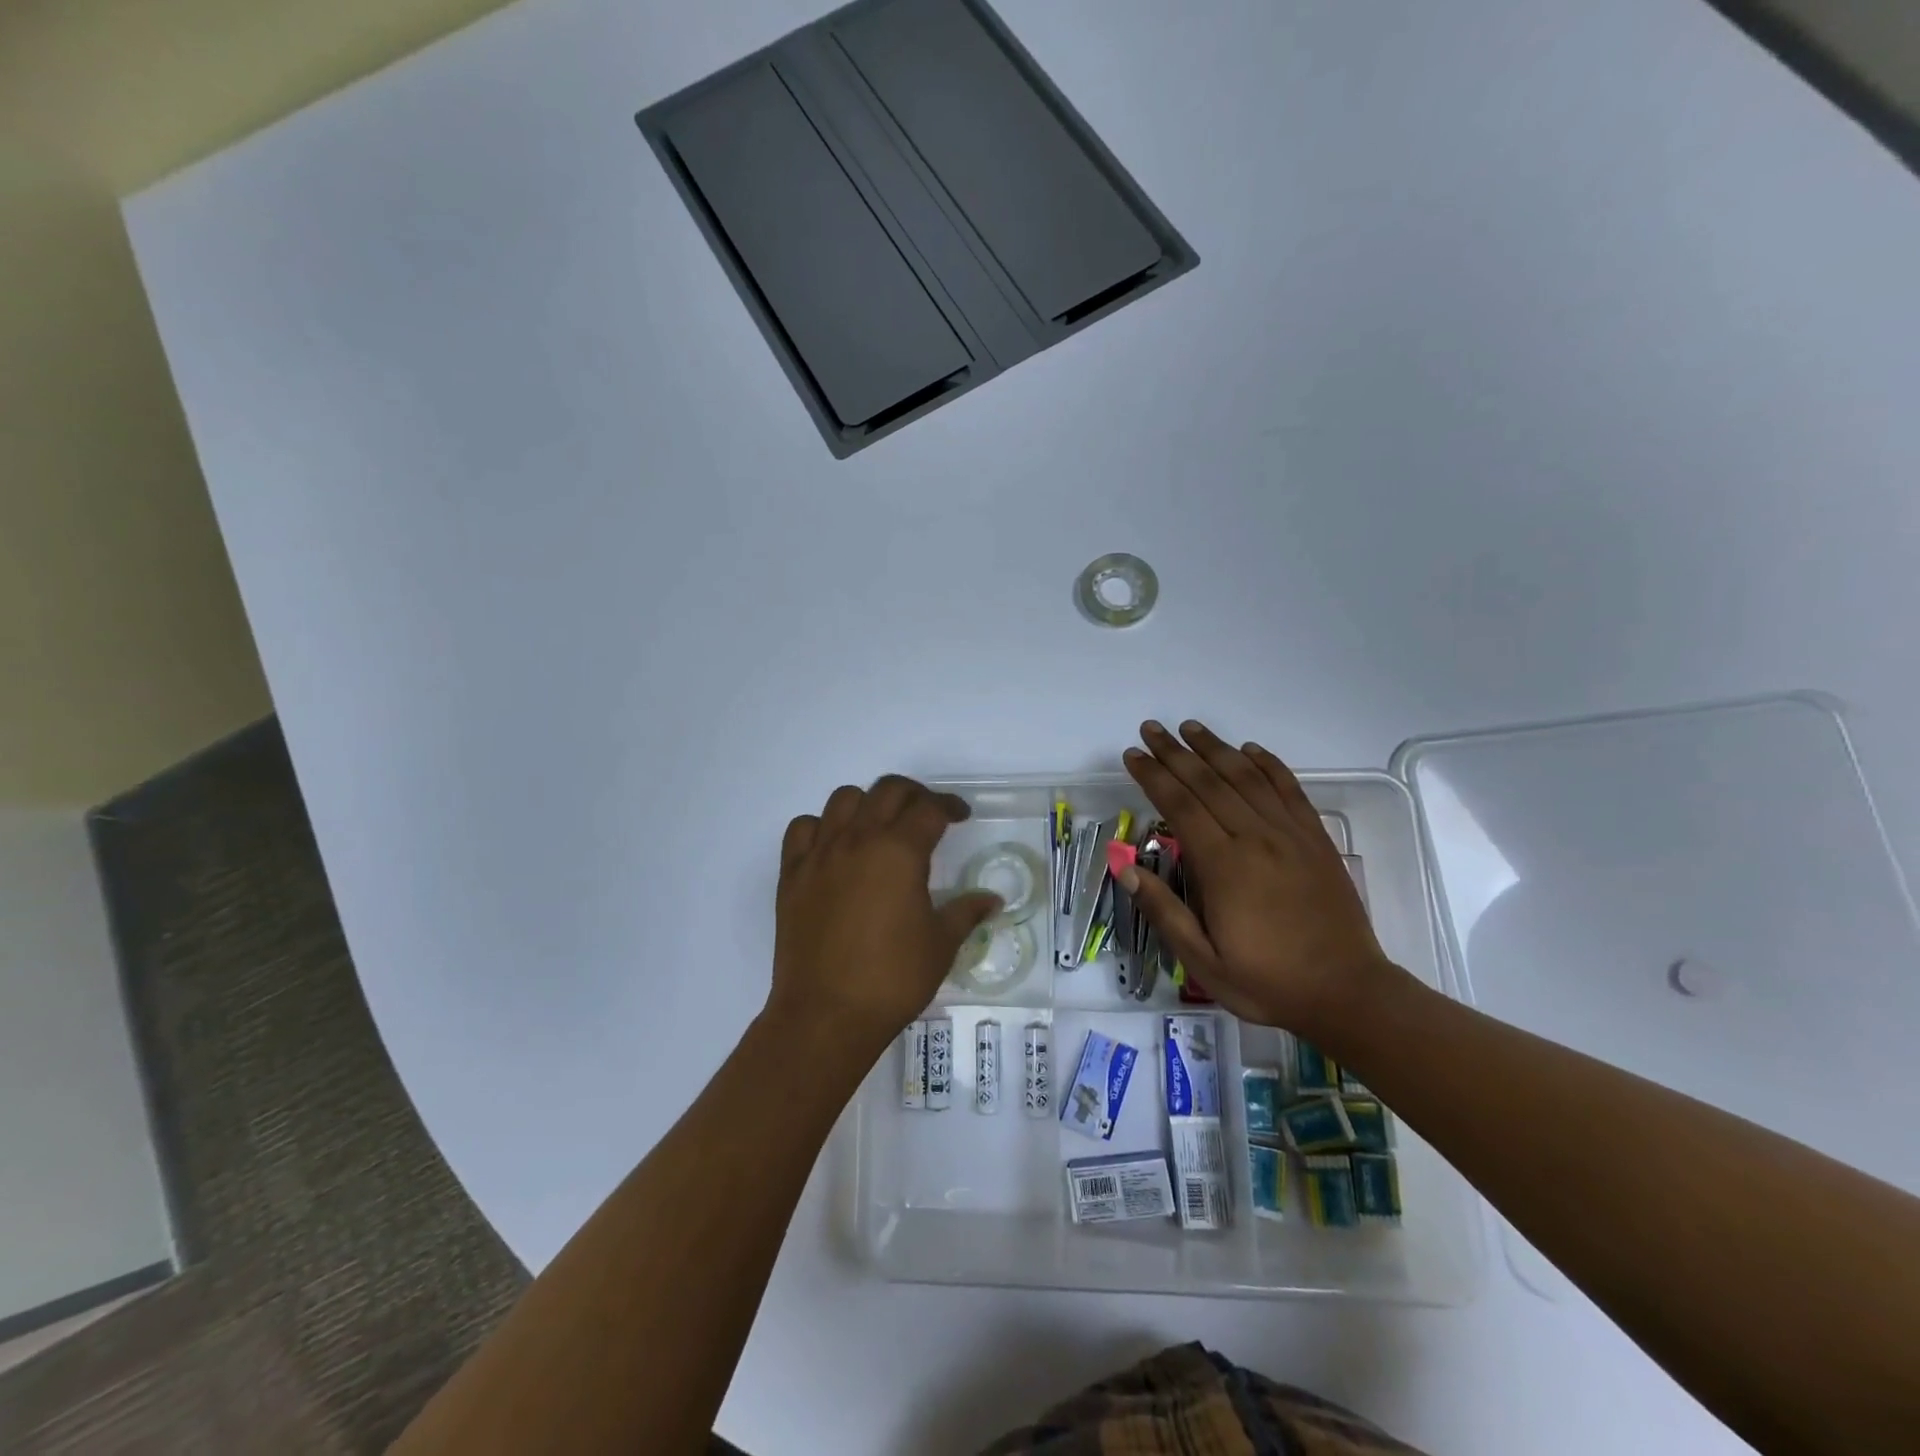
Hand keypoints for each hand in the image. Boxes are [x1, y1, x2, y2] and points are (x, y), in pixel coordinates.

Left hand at [767, 776, 1000, 1059]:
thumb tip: (993, 900)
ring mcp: (821, 854)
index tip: (961, 816)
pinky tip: (835, 847)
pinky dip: (822, 826)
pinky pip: (803, 828)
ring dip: (867, 803)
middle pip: (888, 790)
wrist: (826, 1014)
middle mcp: (859, 840)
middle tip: (927, 814)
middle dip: (914, 794)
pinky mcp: (792, 874)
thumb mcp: (941, 945)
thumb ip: (966, 912)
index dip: (950, 806)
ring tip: (879, 827)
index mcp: (900, 852)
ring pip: (843, 799)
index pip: (929, 809)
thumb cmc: (893, 979)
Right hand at [1120, 720, 1401, 1036]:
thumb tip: (1123, 865)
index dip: (1153, 775)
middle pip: (1209, 781)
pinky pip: (1290, 790)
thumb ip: (1163, 910)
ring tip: (1190, 727)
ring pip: (1247, 777)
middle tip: (1151, 728)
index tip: (1132, 755)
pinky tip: (1251, 750)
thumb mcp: (1202, 961)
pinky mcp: (1316, 840)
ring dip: (1216, 748)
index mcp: (1223, 865)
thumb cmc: (1267, 981)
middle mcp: (1256, 838)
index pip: (1179, 805)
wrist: (1348, 993)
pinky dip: (1269, 765)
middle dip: (1176, 752)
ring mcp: (1291, 835)